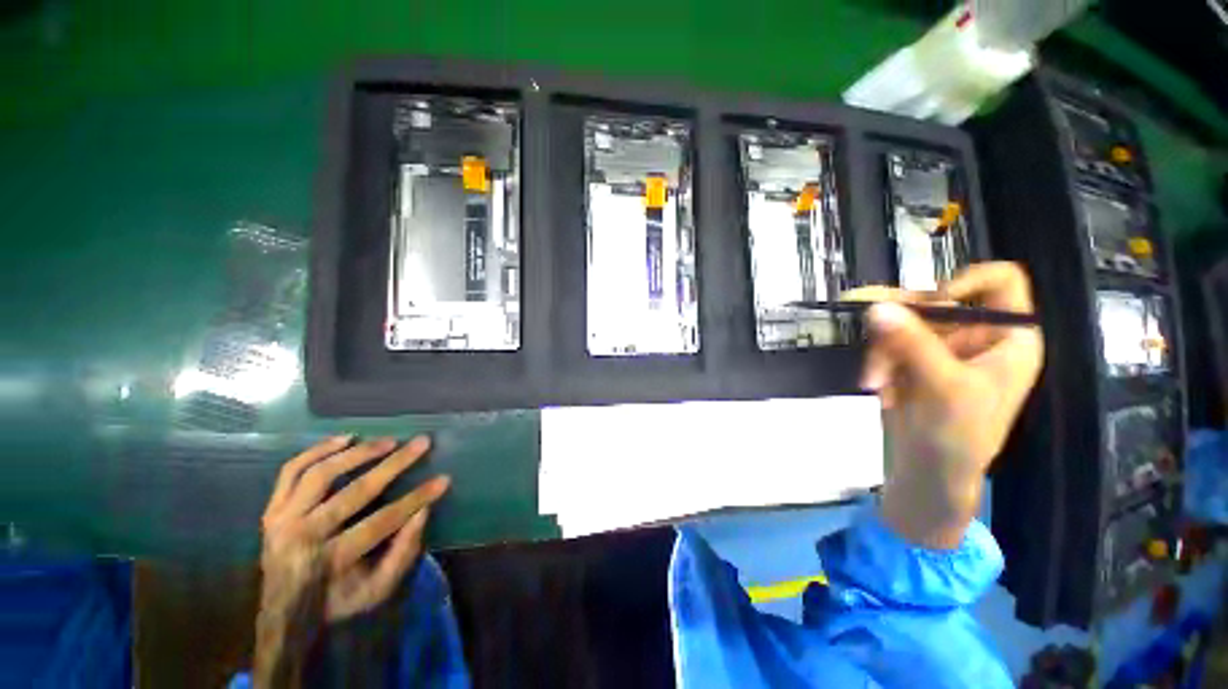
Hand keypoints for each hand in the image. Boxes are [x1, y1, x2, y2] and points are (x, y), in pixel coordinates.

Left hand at [254, 435, 449, 686]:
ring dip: (359, 453)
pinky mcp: (272, 510)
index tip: (444, 479)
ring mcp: (282, 521)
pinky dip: (318, 450)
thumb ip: (403, 553)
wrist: (282, 614)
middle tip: (422, 443)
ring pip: (320, 474)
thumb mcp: (377, 590)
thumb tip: (424, 511)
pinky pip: (291, 471)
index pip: (381, 521)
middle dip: (394, 464)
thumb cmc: (338, 602)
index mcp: (329, 562)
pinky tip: (346, 437)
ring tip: (389, 440)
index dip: (416, 498)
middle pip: (354, 492)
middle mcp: (301, 538)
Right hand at [845, 262, 1042, 547]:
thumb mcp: (943, 387)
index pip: (999, 282)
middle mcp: (975, 335)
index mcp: (1007, 336)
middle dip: (902, 325)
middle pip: (935, 302)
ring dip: (882, 350)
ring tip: (874, 380)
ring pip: (902, 322)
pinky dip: (876, 361)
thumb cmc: (958, 437)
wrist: (926, 473)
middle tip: (871, 334)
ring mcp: (939, 347)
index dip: (966, 281)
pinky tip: (876, 386)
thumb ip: (911, 343)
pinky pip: (886, 341)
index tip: (931, 303)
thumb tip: (876, 306)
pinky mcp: (909, 360)